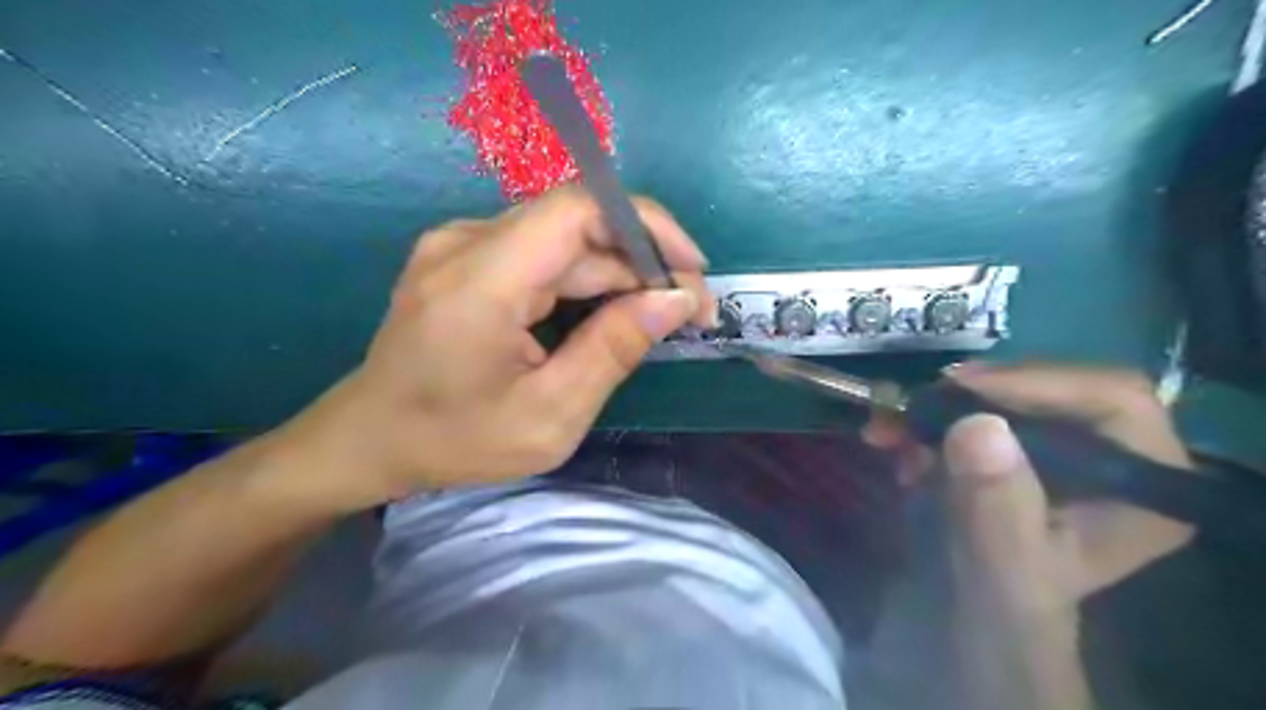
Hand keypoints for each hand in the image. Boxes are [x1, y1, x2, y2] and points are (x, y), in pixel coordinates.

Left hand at [271, 185, 716, 508]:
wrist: (369, 439)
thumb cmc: (455, 441)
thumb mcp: (549, 415)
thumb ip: (613, 350)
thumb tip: (675, 300)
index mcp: (481, 280)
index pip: (579, 209)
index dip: (647, 226)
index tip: (693, 270)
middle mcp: (467, 242)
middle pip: (577, 226)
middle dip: (643, 263)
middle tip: (688, 312)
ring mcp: (461, 245)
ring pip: (564, 241)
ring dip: (617, 274)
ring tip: (655, 319)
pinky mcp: (465, 257)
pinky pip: (541, 254)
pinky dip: (585, 280)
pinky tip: (607, 315)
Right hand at [871, 365, 1199, 709]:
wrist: (983, 615)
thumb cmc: (1008, 604)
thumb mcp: (1004, 564)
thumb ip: (997, 504)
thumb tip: (978, 425)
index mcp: (1144, 483)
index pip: (1111, 399)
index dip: (1038, 382)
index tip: (961, 388)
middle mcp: (1115, 452)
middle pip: (1052, 386)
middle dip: (974, 393)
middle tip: (915, 403)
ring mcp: (1063, 442)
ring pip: (1006, 393)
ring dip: (939, 406)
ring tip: (888, 428)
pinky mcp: (1021, 441)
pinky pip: (975, 408)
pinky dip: (929, 419)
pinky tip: (895, 441)